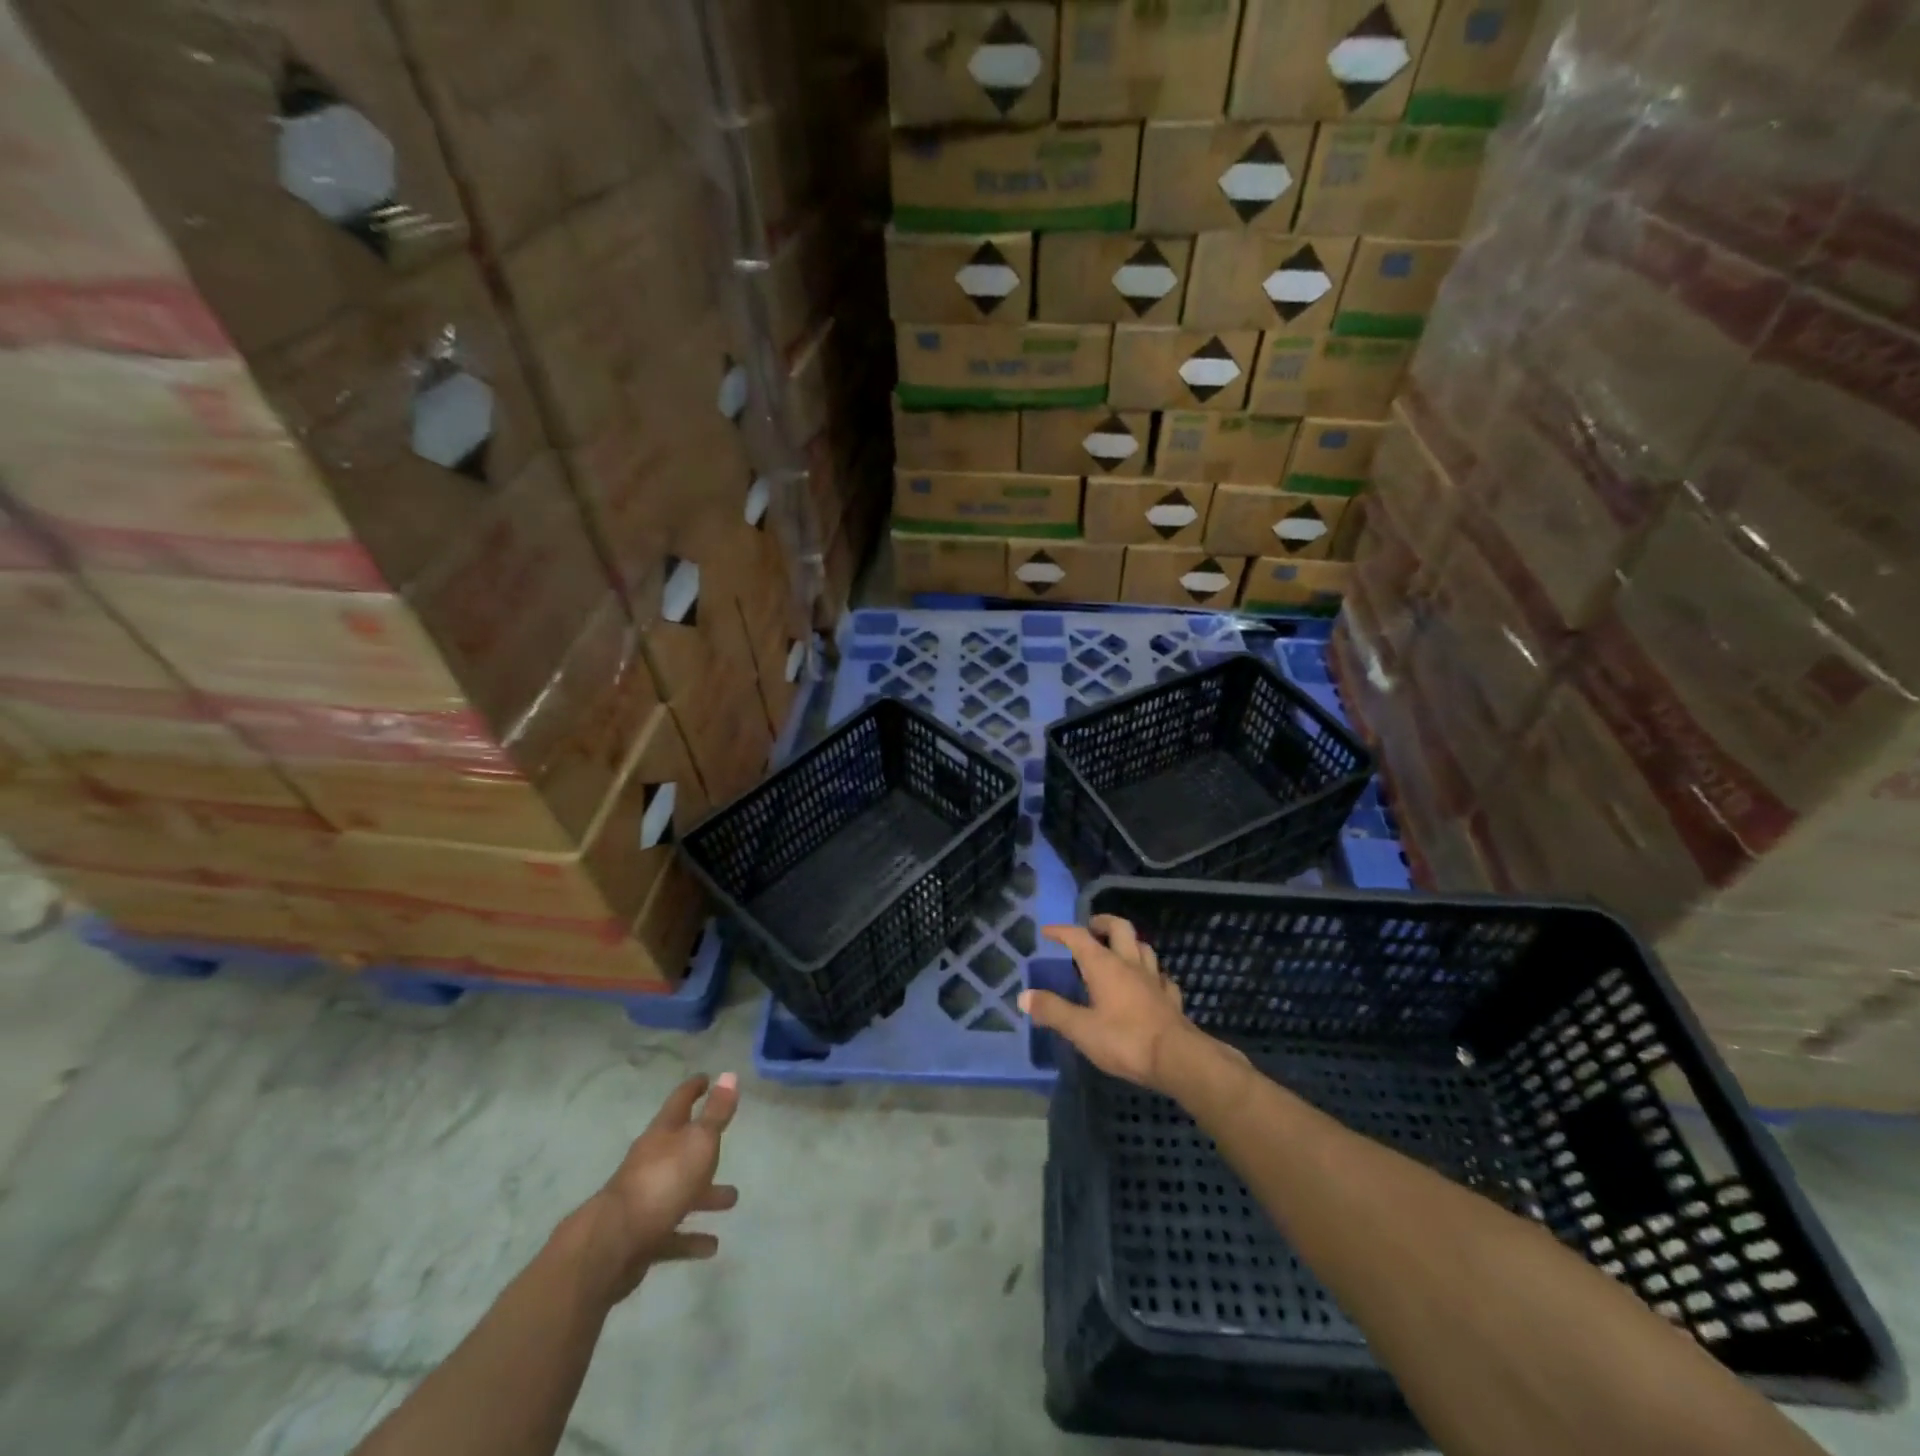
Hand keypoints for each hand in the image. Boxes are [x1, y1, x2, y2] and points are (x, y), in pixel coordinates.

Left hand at [575, 1073, 739, 1299]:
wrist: (612, 1245)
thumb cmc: (662, 1181)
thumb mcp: (699, 1141)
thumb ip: (716, 1113)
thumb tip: (729, 1074)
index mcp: (663, 1134)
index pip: (680, 1101)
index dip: (694, 1088)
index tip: (706, 1078)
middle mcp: (652, 1162)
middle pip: (681, 1149)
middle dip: (704, 1148)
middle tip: (725, 1146)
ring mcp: (645, 1200)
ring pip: (681, 1192)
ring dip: (705, 1196)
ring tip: (731, 1200)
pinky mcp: (642, 1237)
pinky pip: (672, 1235)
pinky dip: (691, 1238)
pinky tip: (711, 1246)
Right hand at [1022, 916, 1214, 1093]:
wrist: (1178, 1059)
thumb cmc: (1125, 1040)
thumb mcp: (1081, 1029)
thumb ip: (1053, 1011)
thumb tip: (1024, 996)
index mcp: (1104, 966)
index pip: (1079, 937)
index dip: (1062, 931)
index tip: (1047, 931)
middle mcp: (1130, 963)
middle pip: (1119, 928)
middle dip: (1103, 923)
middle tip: (1090, 928)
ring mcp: (1154, 979)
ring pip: (1143, 947)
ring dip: (1129, 943)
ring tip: (1117, 951)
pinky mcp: (1171, 998)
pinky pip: (1160, 975)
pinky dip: (1149, 973)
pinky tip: (1147, 982)